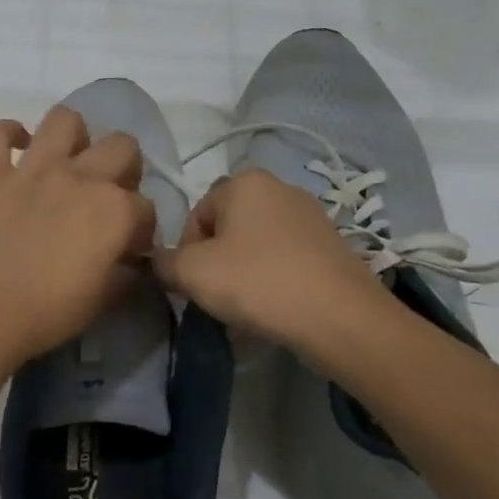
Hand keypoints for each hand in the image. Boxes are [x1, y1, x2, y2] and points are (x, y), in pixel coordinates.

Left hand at [0, 106, 157, 365]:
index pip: (146, 208)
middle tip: (109, 196)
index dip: (141, 229)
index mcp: (115, 210)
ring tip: (69, 160)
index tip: (129, 248)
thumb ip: (125, 275)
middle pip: (122, 146)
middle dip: (125, 168)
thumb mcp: (104, 301)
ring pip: (65, 120)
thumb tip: (131, 263)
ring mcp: (33, 169)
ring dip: (74, 135)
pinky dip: (5, 134)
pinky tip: (15, 148)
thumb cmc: (49, 312)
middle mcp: (81, 177)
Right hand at [154, 167, 395, 347]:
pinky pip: (286, 258)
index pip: (196, 214)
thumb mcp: (191, 273)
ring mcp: (312, 215)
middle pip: (228, 227)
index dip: (186, 251)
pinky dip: (274, 278)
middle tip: (217, 295)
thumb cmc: (257, 282)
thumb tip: (160, 263)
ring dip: (244, 271)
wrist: (339, 316)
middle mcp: (280, 187)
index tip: (193, 282)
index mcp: (245, 181)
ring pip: (258, 244)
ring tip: (247, 305)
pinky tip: (276, 307)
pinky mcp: (333, 244)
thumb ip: (164, 263)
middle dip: (217, 260)